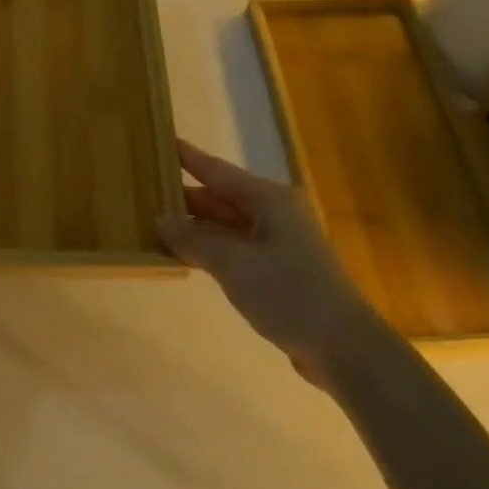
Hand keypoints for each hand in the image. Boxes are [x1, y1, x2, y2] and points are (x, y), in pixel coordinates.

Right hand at [156, 140, 368, 375]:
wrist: (344, 347)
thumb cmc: (289, 293)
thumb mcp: (234, 263)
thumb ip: (194, 239)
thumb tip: (160, 219)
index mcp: (268, 199)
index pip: (218, 171)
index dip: (188, 158)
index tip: (162, 142)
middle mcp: (273, 213)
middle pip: (221, 198)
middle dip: (184, 197)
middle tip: (144, 192)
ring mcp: (277, 243)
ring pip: (226, 225)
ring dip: (194, 227)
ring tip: (154, 223)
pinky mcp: (278, 271)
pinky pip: (234, 249)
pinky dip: (209, 249)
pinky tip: (184, 256)